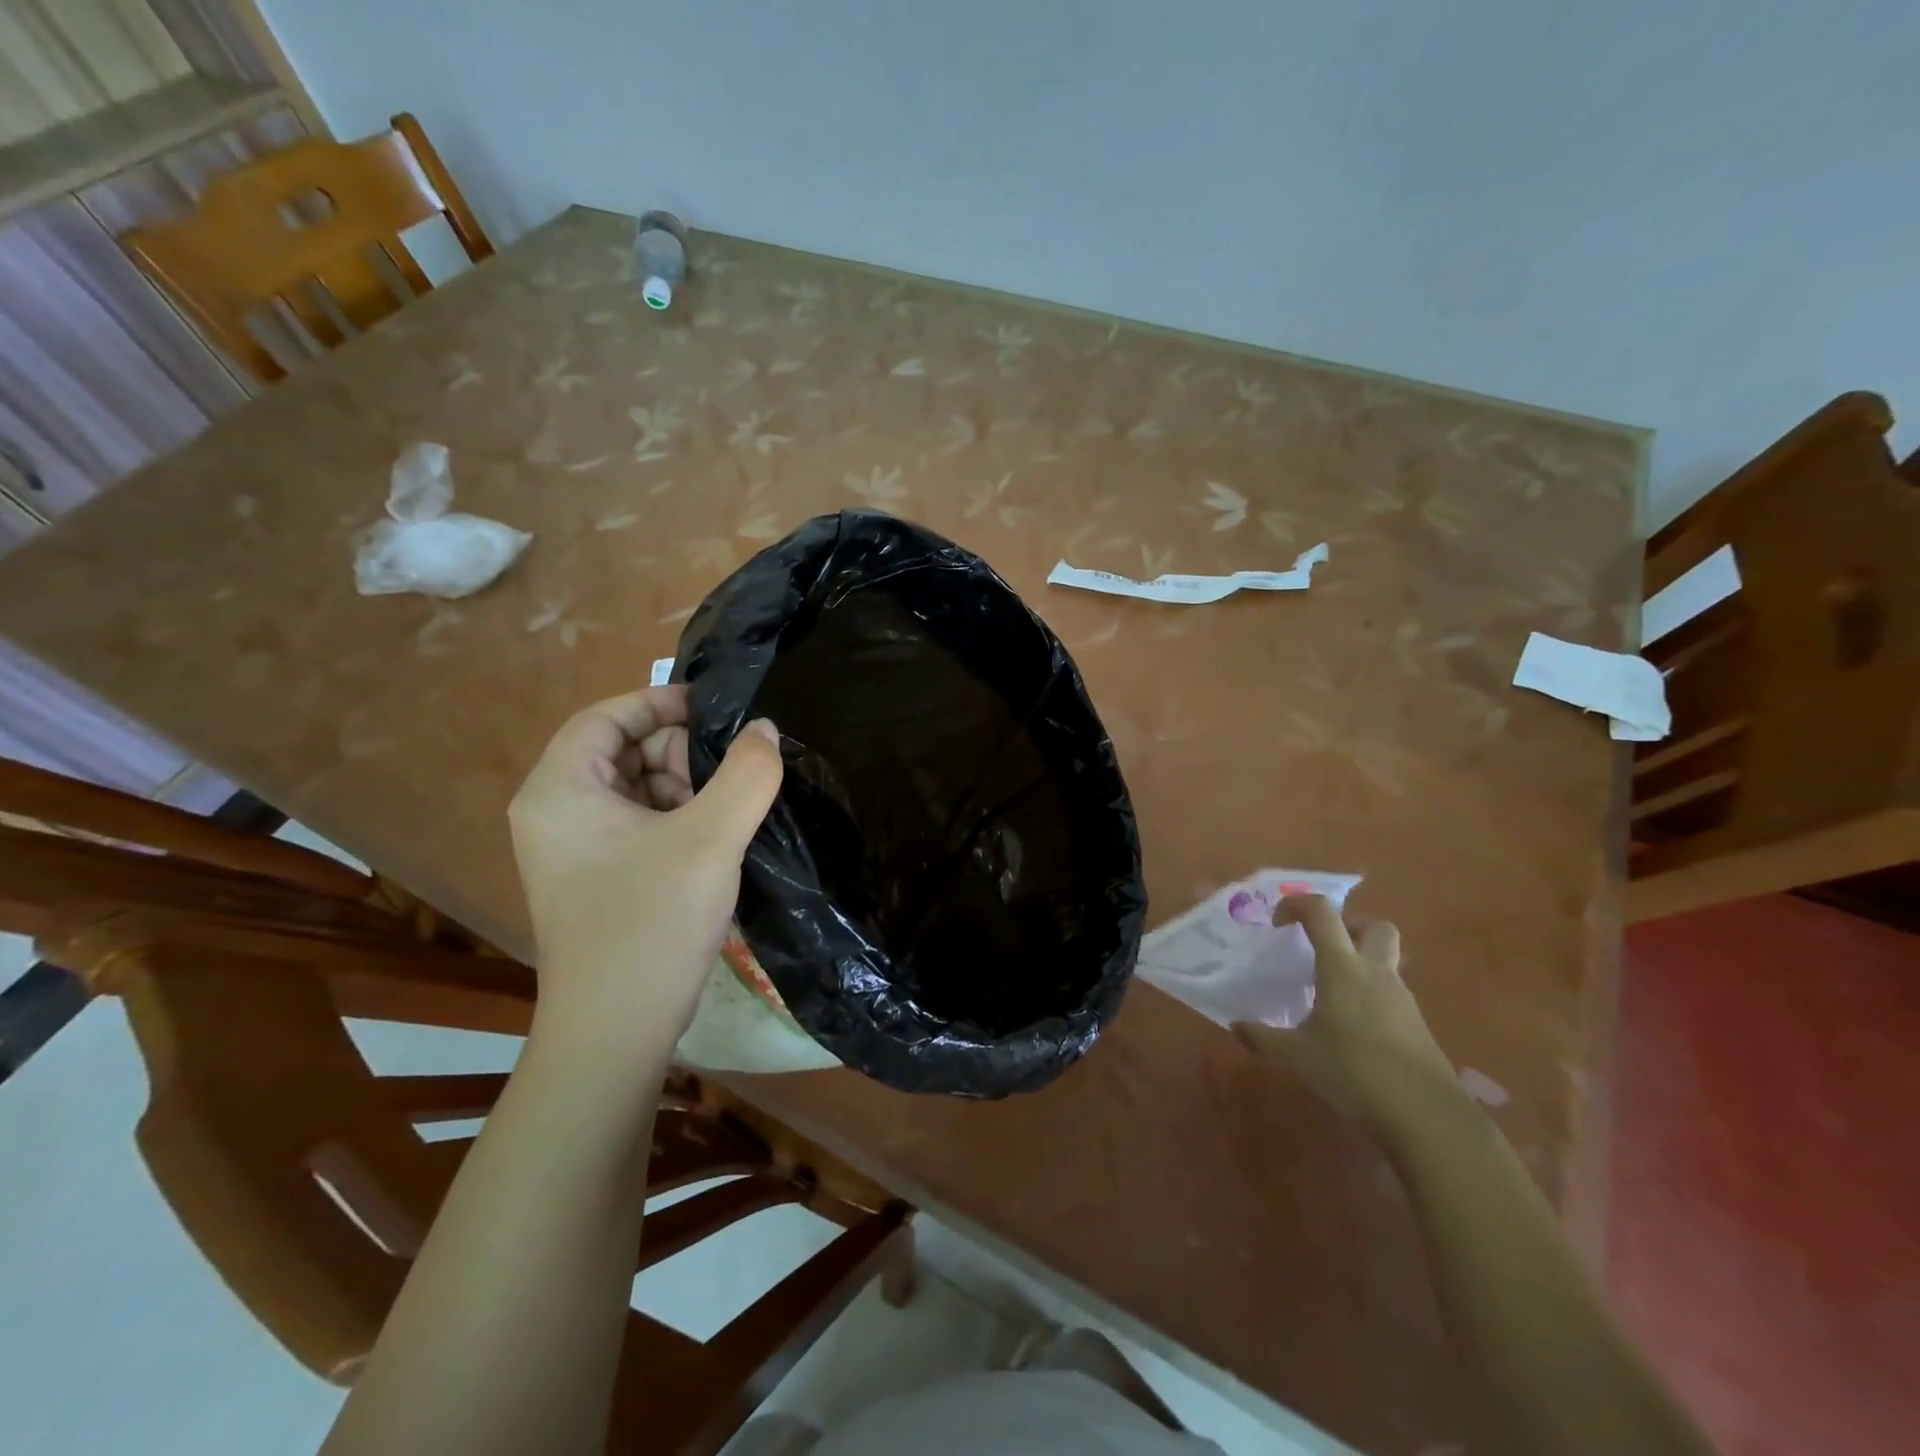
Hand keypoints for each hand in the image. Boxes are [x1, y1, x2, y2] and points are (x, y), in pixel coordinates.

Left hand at [507, 687, 781, 1052]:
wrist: (615, 1032)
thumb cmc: (651, 923)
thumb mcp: (711, 838)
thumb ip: (747, 774)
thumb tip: (766, 730)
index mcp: (560, 790)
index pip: (606, 716)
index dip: (660, 703)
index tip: (717, 710)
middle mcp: (556, 812)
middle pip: (622, 751)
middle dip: (680, 753)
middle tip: (732, 774)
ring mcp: (574, 850)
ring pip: (636, 789)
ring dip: (686, 789)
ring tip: (729, 813)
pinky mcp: (596, 879)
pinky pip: (639, 825)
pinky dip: (679, 820)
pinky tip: (716, 841)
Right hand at [1233, 895, 1455, 1124]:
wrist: (1426, 1116)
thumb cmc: (1354, 1071)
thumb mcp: (1297, 1056)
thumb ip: (1263, 1037)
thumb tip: (1236, 1025)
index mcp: (1342, 968)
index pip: (1322, 912)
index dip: (1296, 905)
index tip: (1277, 923)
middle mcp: (1375, 972)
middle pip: (1373, 925)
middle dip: (1347, 925)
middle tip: (1322, 946)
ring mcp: (1401, 998)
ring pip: (1386, 959)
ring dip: (1360, 961)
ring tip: (1330, 991)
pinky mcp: (1416, 1024)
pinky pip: (1391, 992)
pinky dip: (1370, 994)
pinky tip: (1352, 1026)